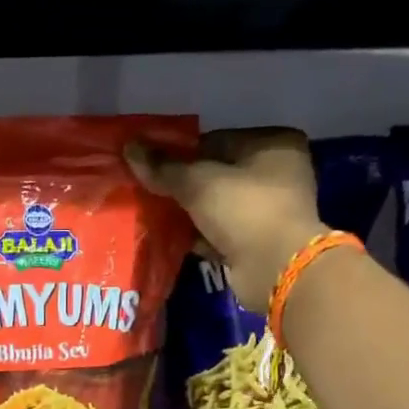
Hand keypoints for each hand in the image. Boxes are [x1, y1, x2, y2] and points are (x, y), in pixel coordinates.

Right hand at [126, 127, 324, 312]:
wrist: (275, 268)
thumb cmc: (244, 210)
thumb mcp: (198, 182)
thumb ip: (164, 167)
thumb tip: (129, 147)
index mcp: (274, 144)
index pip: (216, 140)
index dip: (182, 154)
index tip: (153, 168)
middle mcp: (279, 172)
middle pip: (217, 174)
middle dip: (184, 186)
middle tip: (151, 193)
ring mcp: (271, 210)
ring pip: (218, 205)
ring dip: (189, 212)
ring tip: (156, 215)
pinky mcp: (260, 241)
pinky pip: (222, 232)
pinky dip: (200, 235)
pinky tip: (173, 239)